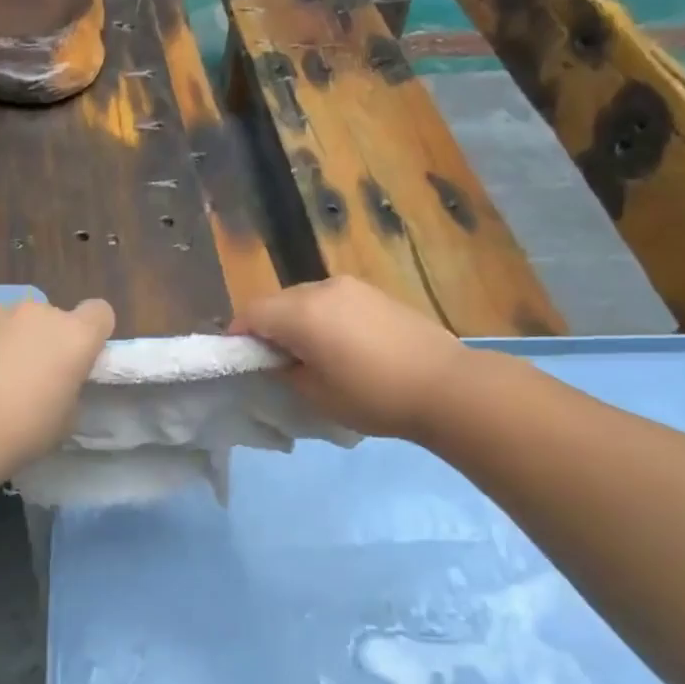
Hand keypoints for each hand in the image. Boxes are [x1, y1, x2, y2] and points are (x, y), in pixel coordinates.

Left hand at [0, 297, 114, 468]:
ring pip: (11, 321)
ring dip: (10, 341)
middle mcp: (37, 313)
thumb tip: (57, 383)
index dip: (93, 333)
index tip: (81, 358)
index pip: (100, 312)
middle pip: (52, 317)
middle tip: (32, 377)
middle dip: (46, 339)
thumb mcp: (66, 420)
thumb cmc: (22, 431)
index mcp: (74, 336)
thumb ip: (70, 389)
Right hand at [231, 278, 471, 440]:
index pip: (252, 313)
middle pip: (278, 301)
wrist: (445, 385)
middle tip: (276, 362)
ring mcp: (353, 287)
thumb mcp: (316, 394)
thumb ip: (285, 371)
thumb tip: (276, 358)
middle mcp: (323, 288)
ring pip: (306, 298)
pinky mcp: (376, 293)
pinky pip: (333, 300)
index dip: (239, 336)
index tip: (242, 360)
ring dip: (297, 321)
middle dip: (268, 327)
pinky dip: (324, 318)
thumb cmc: (373, 396)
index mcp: (302, 312)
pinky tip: (342, 345)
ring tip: (311, 354)